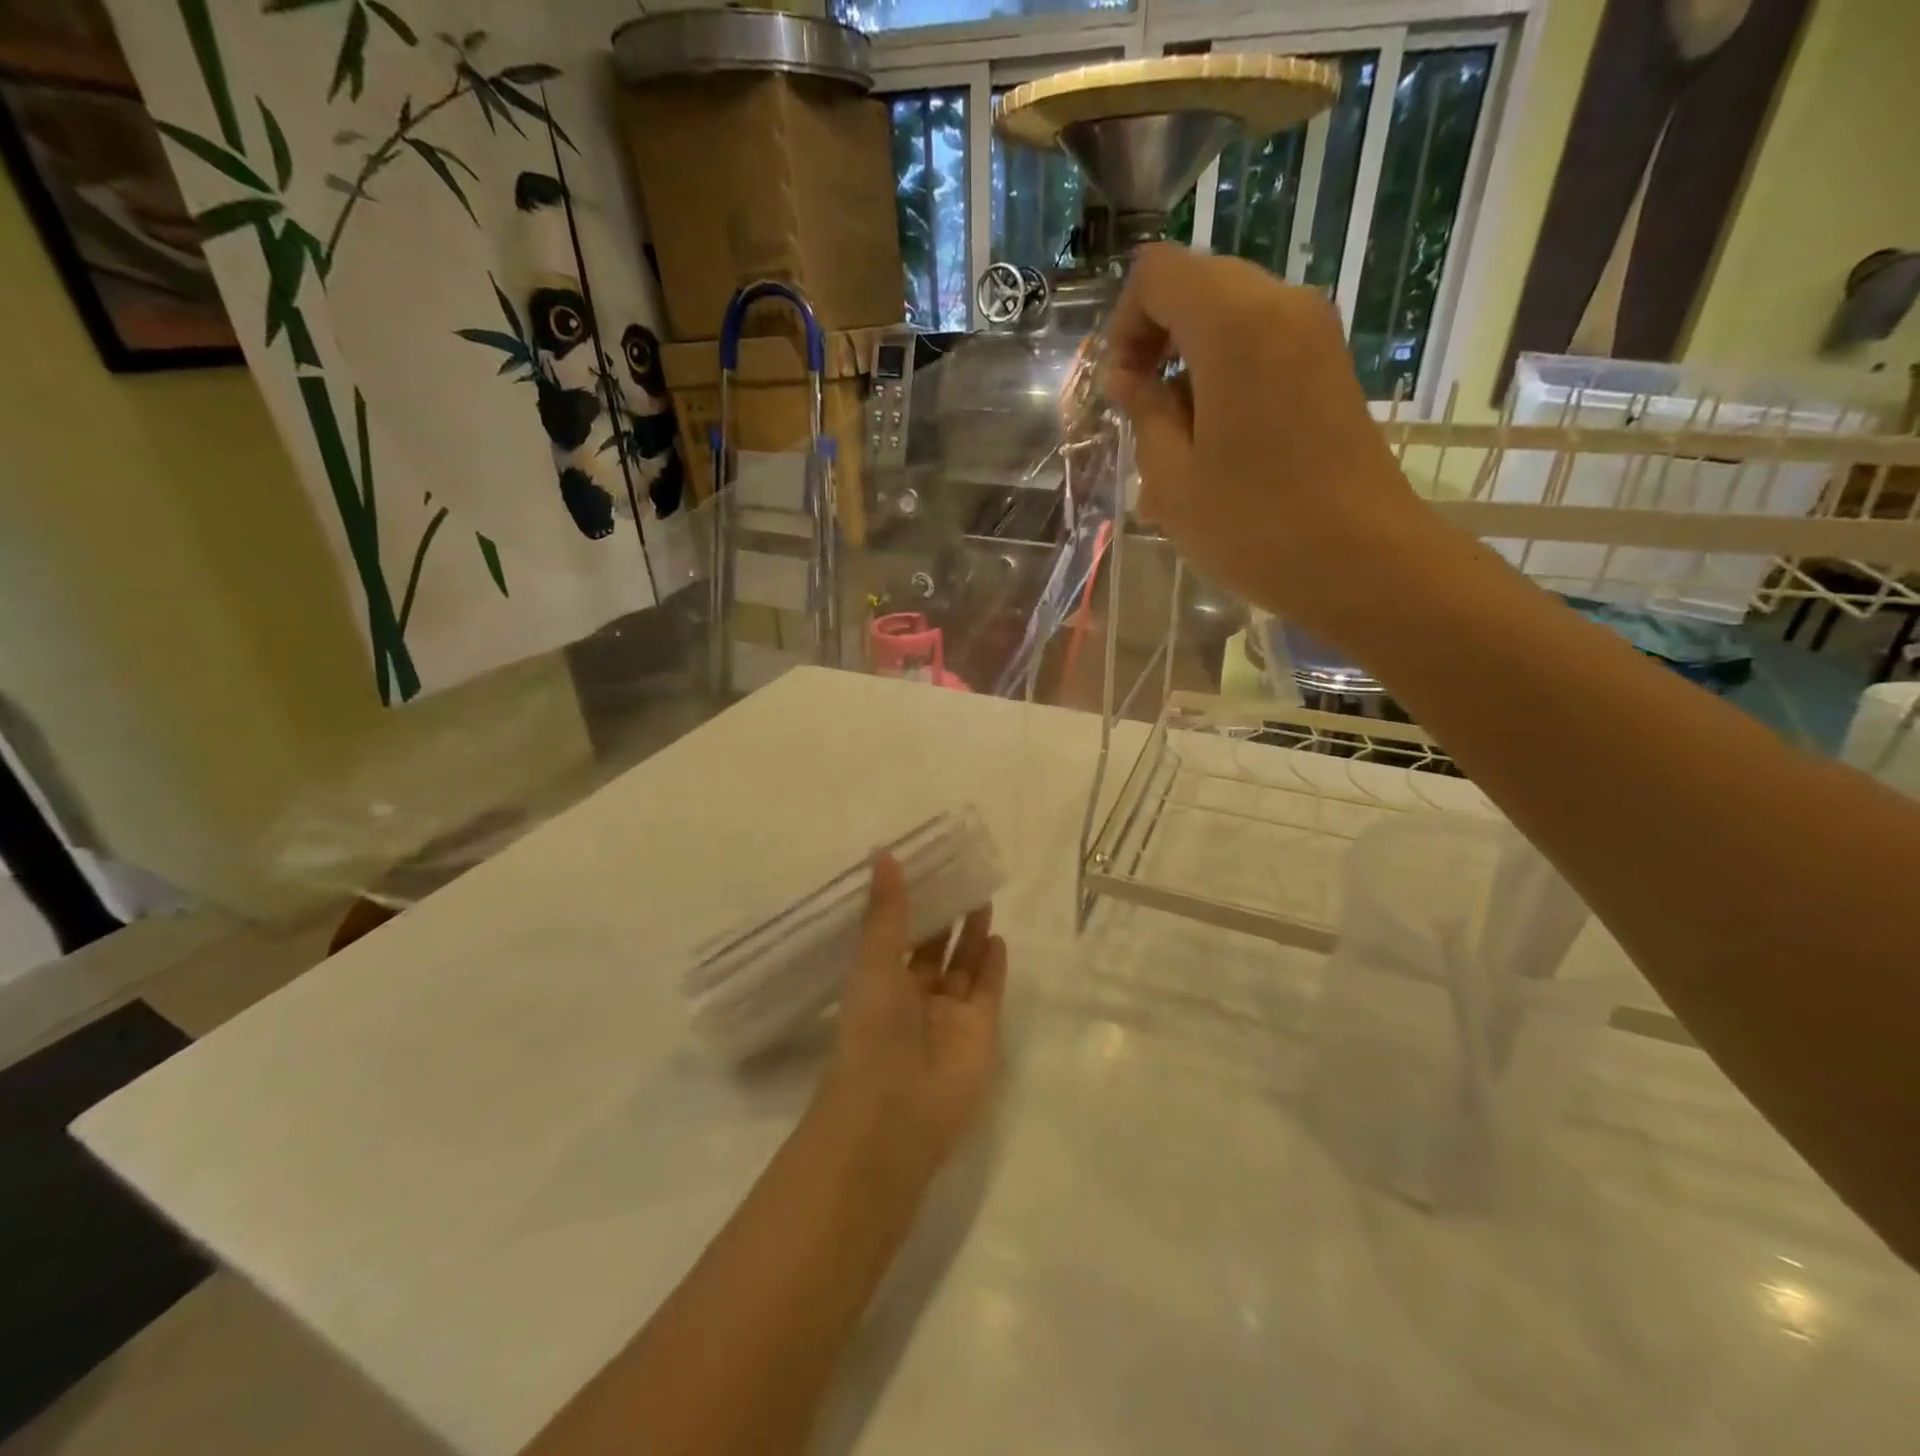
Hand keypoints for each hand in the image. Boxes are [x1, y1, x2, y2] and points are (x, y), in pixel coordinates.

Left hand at [814, 852, 1007, 1177]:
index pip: (897, 936)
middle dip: (946, 918)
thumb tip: (882, 852)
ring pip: (963, 967)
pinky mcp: (980, 1033)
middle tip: (961, 878)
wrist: (897, 1112)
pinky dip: (993, 967)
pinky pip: (988, 992)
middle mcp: (914, 998)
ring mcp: (949, 1017)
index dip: (910, 905)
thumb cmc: (874, 1031)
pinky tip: (998, 937)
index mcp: (880, 983)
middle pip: (934, 950)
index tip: (925, 869)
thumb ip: (886, 911)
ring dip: (971, 935)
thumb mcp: (874, 962)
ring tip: (982, 897)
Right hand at [1102, 244, 1440, 640]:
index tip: (1123, 392)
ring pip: (1230, 320)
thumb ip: (1145, 414)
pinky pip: (1263, 348)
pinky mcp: (1332, 368)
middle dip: (1156, 343)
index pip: (1158, 274)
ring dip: (1191, 369)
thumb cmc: (1255, 526)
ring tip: (1179, 447)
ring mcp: (1316, 334)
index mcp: (1236, 324)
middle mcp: (1283, 306)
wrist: (1364, 562)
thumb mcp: (1172, 479)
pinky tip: (1218, 448)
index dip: (1124, 326)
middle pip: (1197, 288)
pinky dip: (1227, 380)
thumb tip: (1135, 382)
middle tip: (1143, 417)